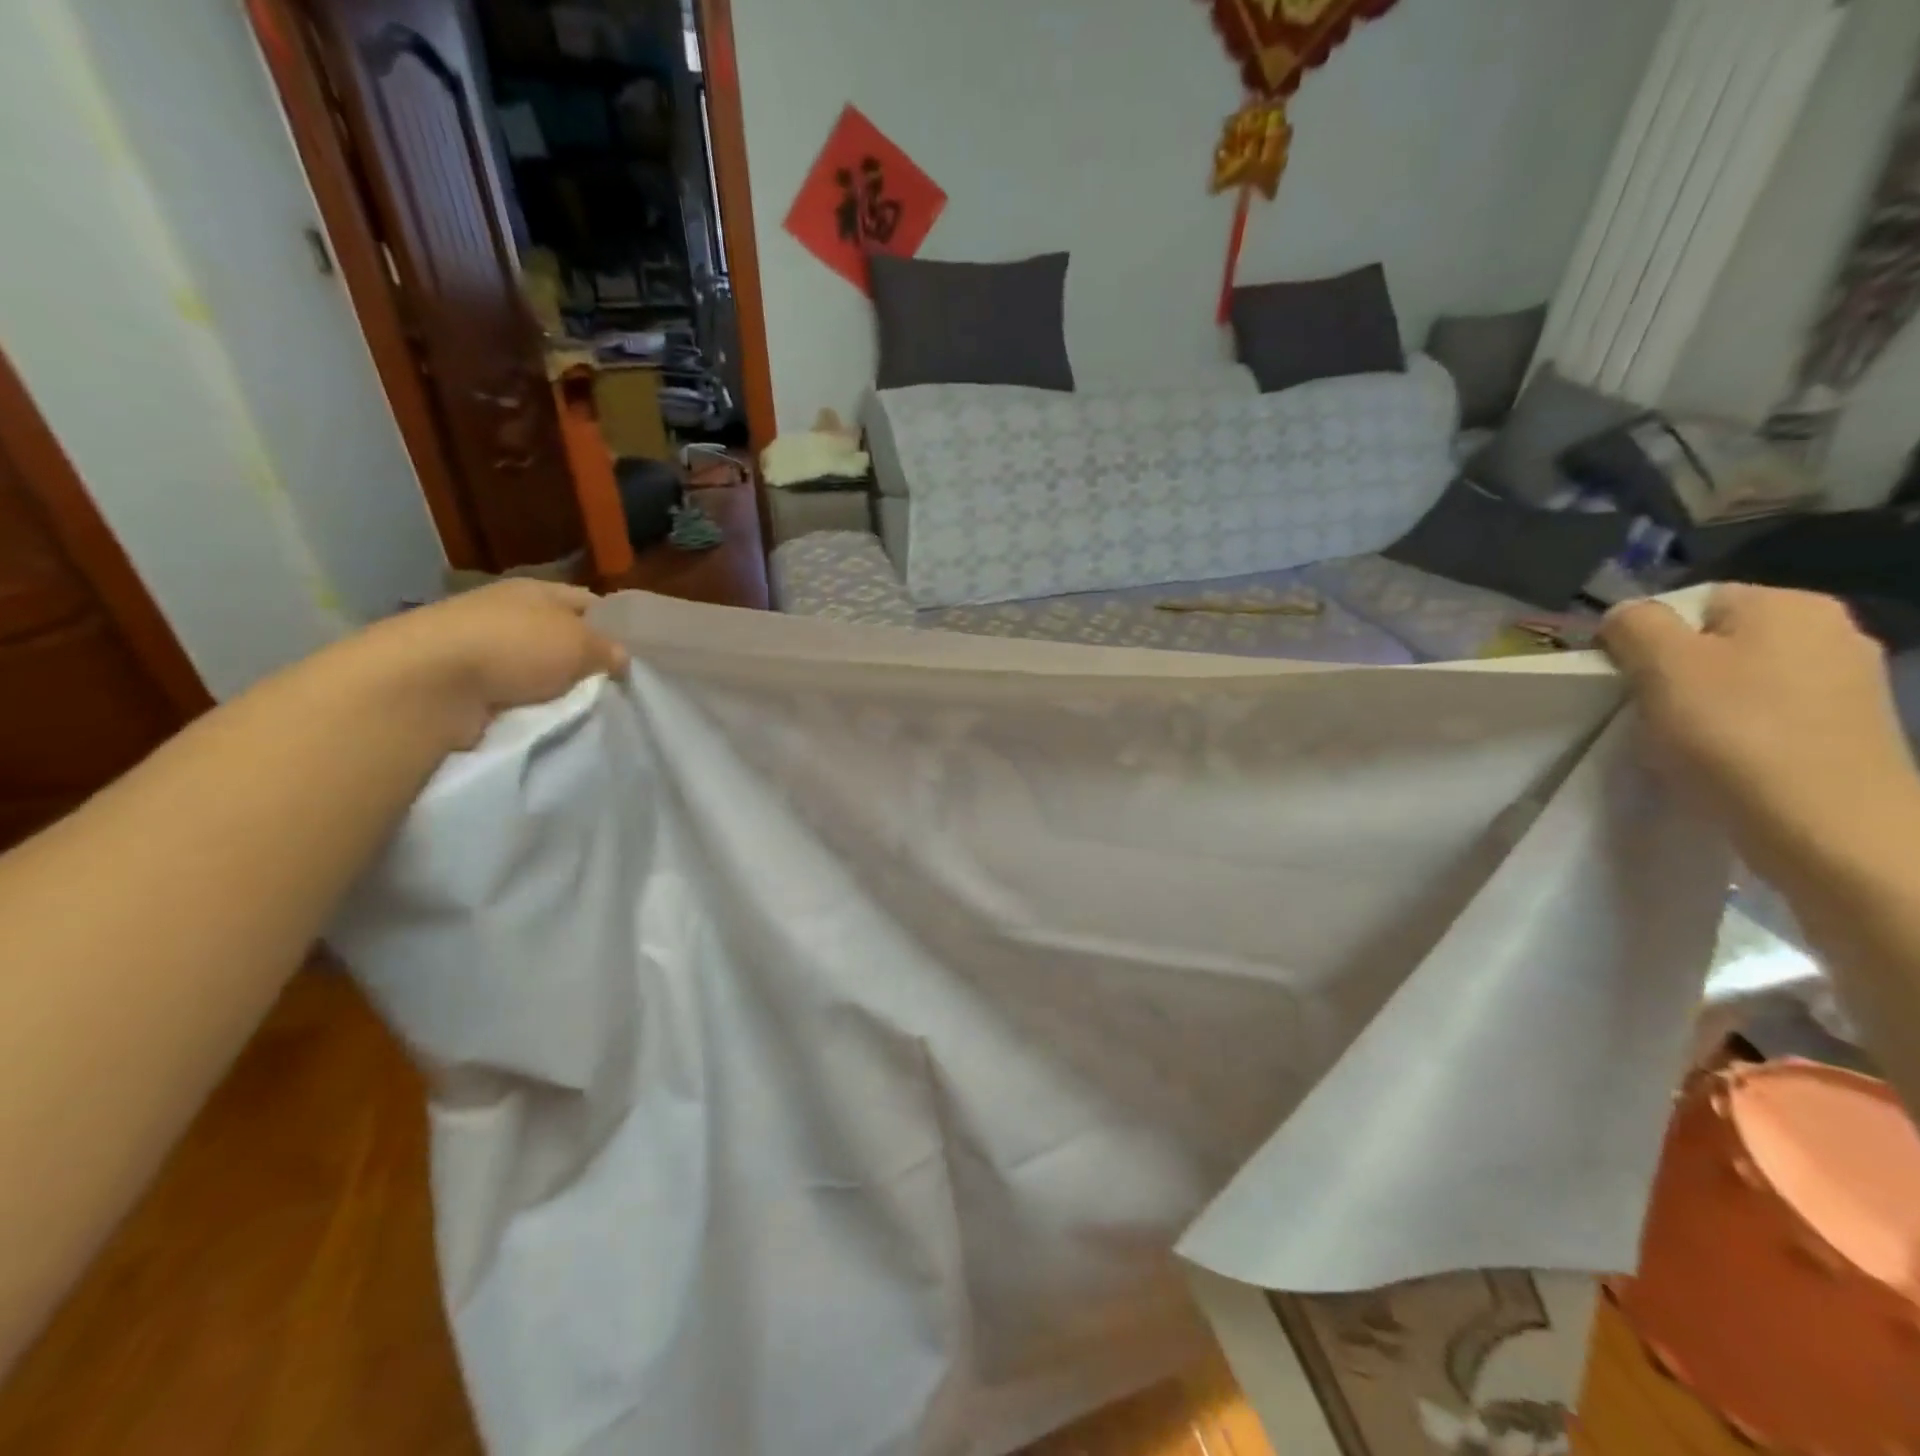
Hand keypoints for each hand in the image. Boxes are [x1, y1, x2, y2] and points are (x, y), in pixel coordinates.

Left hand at [351, 580, 627, 747]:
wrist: (429, 684)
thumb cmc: (514, 647)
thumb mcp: (580, 642)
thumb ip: (608, 650)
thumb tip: (619, 659)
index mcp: (536, 589)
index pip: (589, 602)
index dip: (615, 626)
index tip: (636, 657)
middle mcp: (508, 613)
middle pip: (563, 638)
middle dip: (586, 663)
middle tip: (617, 690)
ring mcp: (483, 649)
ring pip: (539, 669)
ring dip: (557, 688)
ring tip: (586, 711)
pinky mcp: (464, 684)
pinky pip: (514, 695)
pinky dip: (529, 707)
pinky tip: (548, 721)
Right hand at [1600, 585, 1919, 884]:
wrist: (1828, 826)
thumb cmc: (1734, 733)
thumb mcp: (1661, 665)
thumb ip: (1635, 624)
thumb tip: (1628, 615)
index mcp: (1788, 604)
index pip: (1690, 602)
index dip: (1646, 638)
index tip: (1625, 679)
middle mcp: (1832, 630)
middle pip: (1718, 641)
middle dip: (1677, 672)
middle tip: (1648, 711)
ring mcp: (1851, 682)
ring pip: (1744, 680)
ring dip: (1706, 705)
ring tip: (1681, 742)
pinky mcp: (1850, 729)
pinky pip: (1772, 715)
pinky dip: (1740, 733)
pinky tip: (1723, 760)